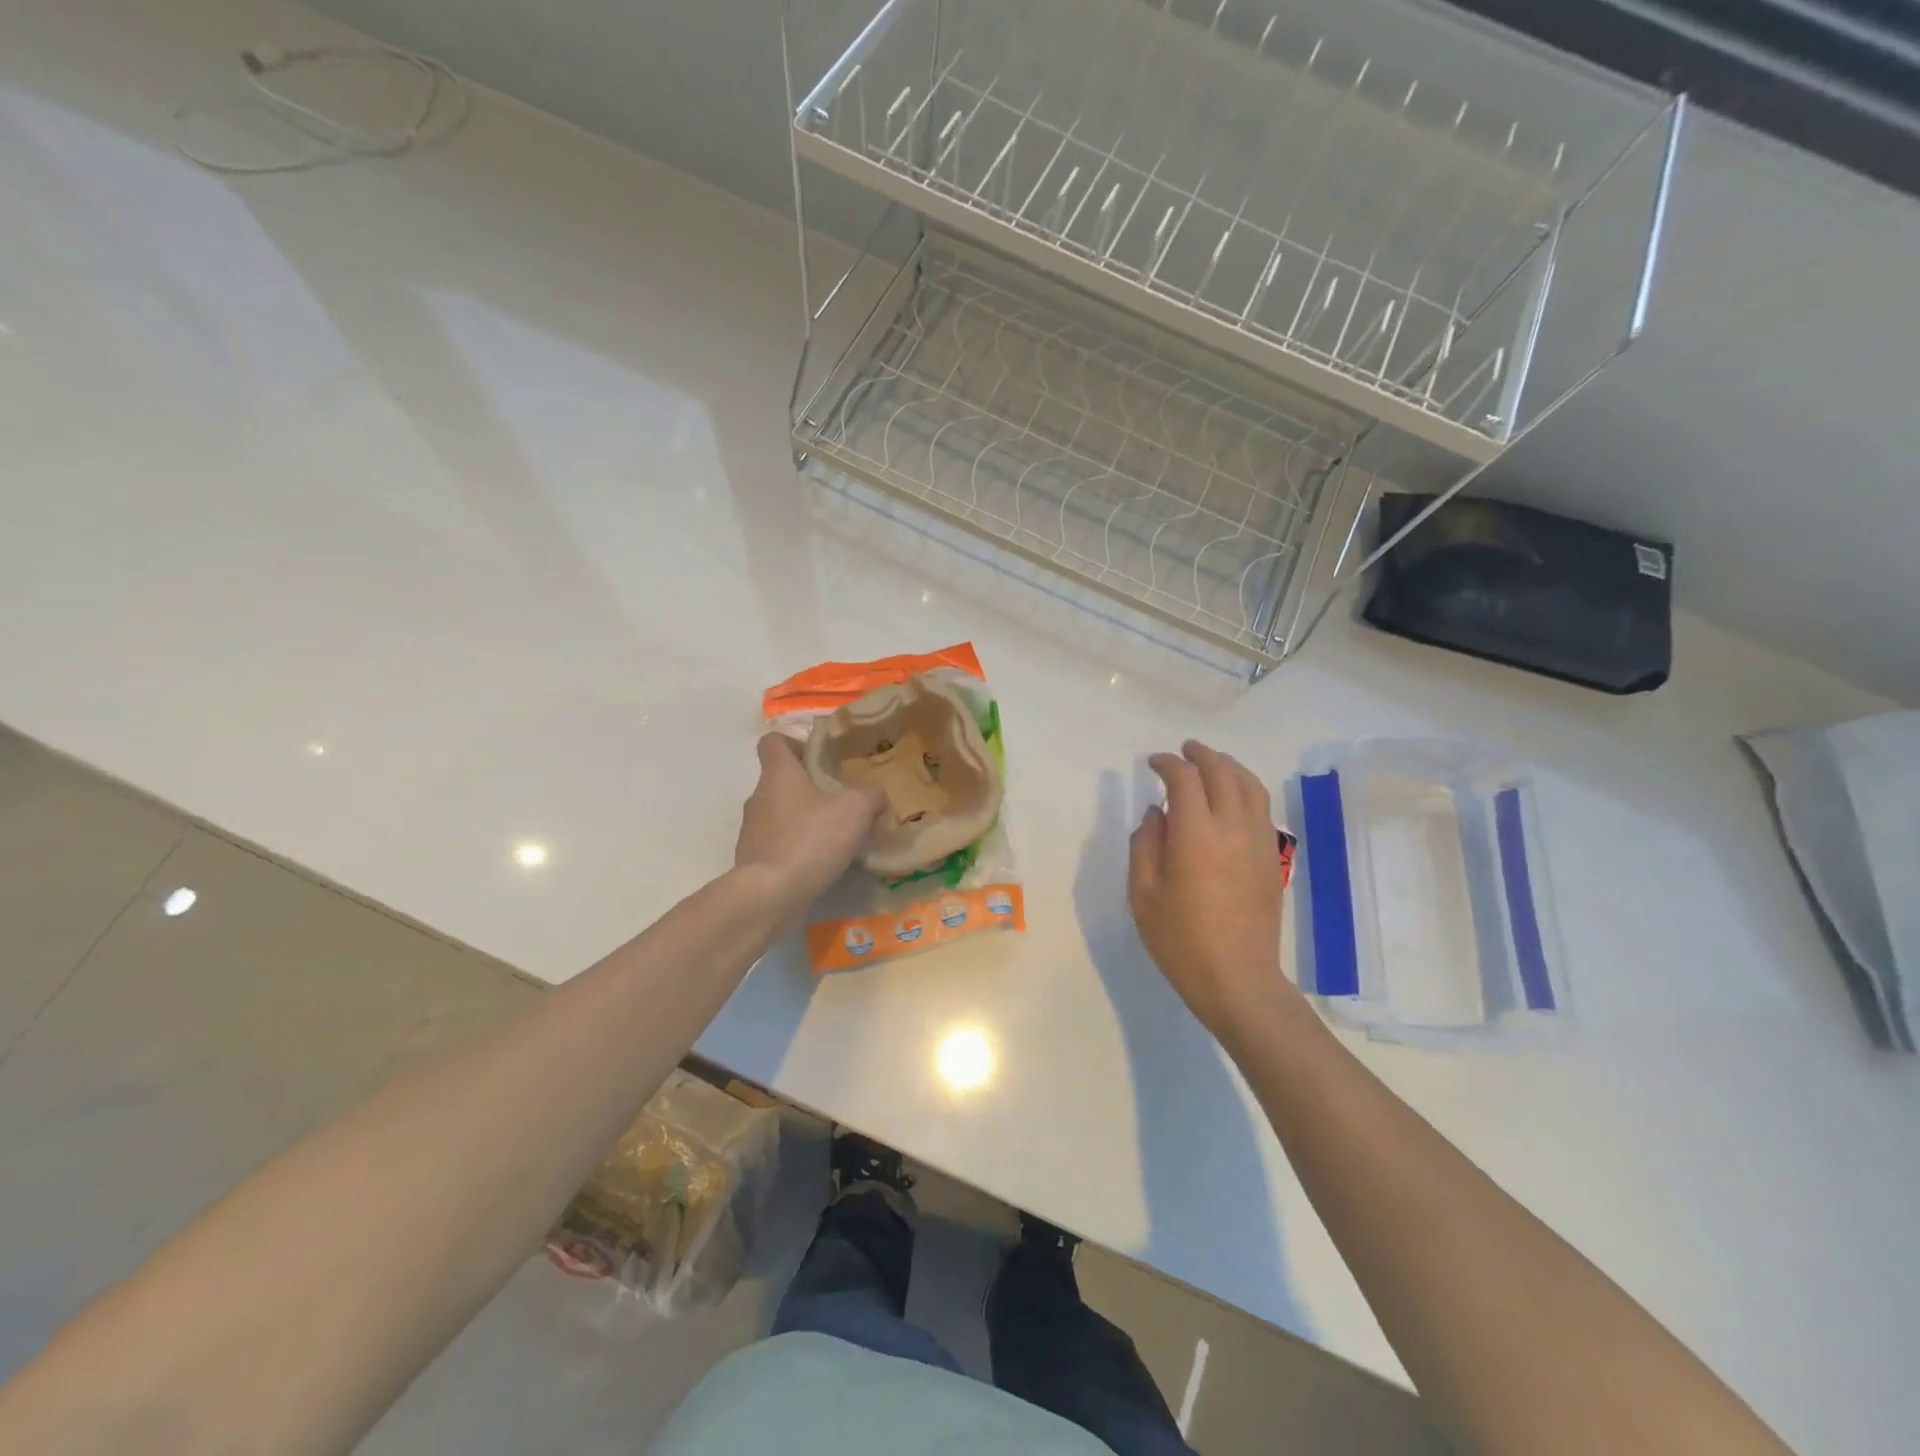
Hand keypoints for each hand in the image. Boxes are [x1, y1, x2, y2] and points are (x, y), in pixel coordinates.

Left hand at [736, 734, 884, 908]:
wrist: (771, 895)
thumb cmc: (810, 839)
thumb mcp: (856, 809)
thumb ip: (870, 794)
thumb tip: (876, 794)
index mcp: (778, 774)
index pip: (773, 742)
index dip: (793, 742)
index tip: (817, 755)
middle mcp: (759, 798)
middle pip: (780, 781)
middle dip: (808, 787)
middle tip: (839, 798)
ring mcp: (752, 832)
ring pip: (779, 815)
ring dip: (803, 820)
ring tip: (834, 835)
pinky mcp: (753, 862)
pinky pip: (778, 846)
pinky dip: (796, 849)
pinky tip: (820, 862)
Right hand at [1129, 741, 1304, 1046]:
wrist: (1237, 977)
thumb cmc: (1180, 938)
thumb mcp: (1143, 893)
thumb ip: (1145, 845)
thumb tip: (1156, 814)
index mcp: (1196, 833)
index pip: (1184, 779)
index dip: (1167, 764)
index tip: (1154, 763)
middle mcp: (1232, 827)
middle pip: (1222, 772)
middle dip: (1202, 755)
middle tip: (1184, 750)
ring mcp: (1259, 841)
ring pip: (1250, 785)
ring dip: (1229, 766)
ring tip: (1211, 763)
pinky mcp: (1272, 857)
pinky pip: (1262, 808)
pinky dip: (1246, 789)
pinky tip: (1232, 797)